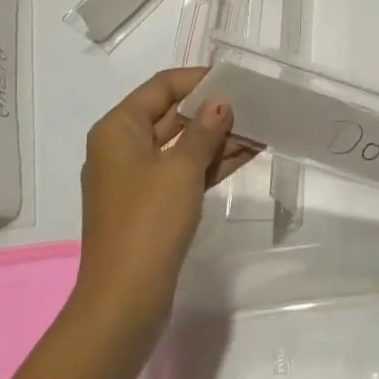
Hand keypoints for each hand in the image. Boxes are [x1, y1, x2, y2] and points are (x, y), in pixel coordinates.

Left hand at [72, 68, 234, 346]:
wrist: (123, 302)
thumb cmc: (148, 223)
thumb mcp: (181, 169)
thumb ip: (204, 130)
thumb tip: (220, 103)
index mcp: (118, 129)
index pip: (161, 87)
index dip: (197, 79)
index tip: (235, 76)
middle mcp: (121, 148)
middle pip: (171, 115)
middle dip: (212, 110)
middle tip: (255, 103)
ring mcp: (134, 179)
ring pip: (180, 145)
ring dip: (216, 138)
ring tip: (260, 127)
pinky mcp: (149, 207)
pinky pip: (182, 172)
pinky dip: (210, 164)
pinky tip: (246, 155)